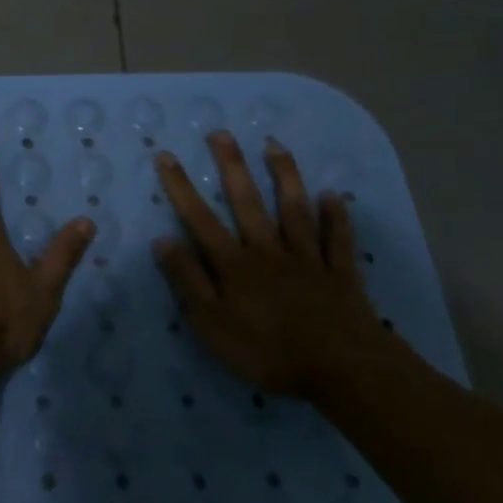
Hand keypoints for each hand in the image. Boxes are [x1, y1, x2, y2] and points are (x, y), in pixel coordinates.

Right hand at [153, 132, 381, 394]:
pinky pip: (338, 240)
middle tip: (221, 133)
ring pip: (294, 210)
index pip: (200, 219)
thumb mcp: (211, 323)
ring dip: (284, 176)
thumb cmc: (267, 351)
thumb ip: (187, 281)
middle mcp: (268, 251)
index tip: (166, 155)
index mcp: (235, 264)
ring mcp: (307, 259)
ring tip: (275, 146)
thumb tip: (162, 240)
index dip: (181, 187)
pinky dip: (337, 218)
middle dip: (232, 167)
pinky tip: (334, 196)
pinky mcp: (340, 274)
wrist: (341, 369)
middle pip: (248, 203)